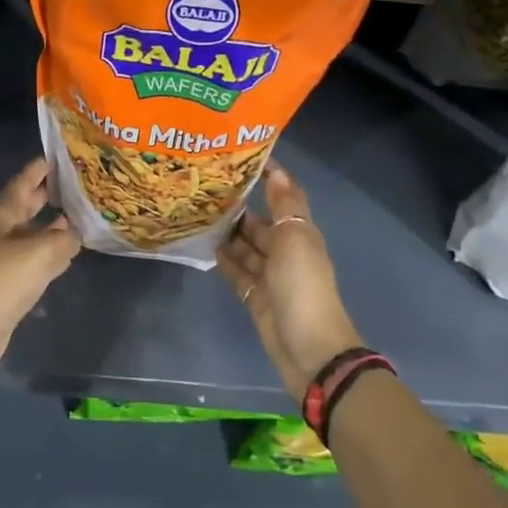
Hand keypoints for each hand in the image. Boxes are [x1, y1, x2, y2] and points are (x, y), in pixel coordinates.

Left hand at [0, 158, 80, 399]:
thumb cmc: (2, 281)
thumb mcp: (40, 252)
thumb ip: (64, 238)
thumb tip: (77, 232)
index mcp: (3, 215)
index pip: (23, 182)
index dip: (40, 168)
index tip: (61, 155)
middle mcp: (4, 232)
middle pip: (29, 206)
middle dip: (50, 194)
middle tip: (80, 182)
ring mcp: (7, 259)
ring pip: (36, 233)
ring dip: (55, 225)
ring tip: (84, 215)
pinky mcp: (13, 284)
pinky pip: (39, 260)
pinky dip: (55, 253)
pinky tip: (72, 252)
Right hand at [219, 163, 363, 401]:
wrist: (309, 350)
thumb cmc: (302, 287)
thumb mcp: (295, 240)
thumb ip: (284, 206)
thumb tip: (276, 170)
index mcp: (300, 233)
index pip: (285, 197)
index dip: (269, 177)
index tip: (240, 157)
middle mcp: (286, 251)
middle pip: (261, 223)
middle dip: (239, 206)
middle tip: (204, 187)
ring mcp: (270, 276)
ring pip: (246, 247)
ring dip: (228, 232)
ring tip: (198, 212)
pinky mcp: (256, 298)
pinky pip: (238, 272)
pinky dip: (225, 260)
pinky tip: (205, 245)